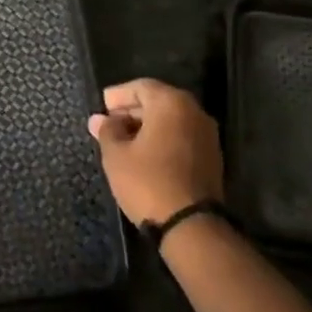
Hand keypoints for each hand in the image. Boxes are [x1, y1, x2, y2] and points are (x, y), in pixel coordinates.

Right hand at [88, 78, 222, 226]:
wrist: (191, 225)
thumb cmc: (148, 181)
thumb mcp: (116, 155)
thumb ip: (107, 131)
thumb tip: (99, 119)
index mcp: (171, 103)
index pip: (141, 86)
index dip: (118, 95)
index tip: (102, 106)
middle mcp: (194, 112)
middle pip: (159, 101)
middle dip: (132, 110)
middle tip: (110, 123)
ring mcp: (207, 135)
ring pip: (172, 120)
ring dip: (147, 125)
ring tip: (123, 141)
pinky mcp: (212, 157)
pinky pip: (182, 136)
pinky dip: (163, 139)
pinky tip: (144, 154)